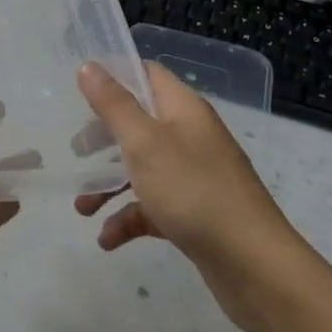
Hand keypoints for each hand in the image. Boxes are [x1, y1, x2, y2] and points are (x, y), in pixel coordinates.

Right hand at [74, 61, 301, 320]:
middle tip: (77, 152)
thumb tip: (88, 66)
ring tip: (82, 209)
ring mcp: (195, 176)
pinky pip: (154, 206)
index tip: (79, 91)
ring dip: (110, 185)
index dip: (114, 76)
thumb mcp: (144, 143)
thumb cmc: (194, 191)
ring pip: (143, 168)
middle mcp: (190, 136)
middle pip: (139, 122)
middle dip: (104, 137)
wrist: (254, 266)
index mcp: (183, 109)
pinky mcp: (195, 213)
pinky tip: (108, 240)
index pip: (147, 74)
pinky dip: (129, 218)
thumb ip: (113, 104)